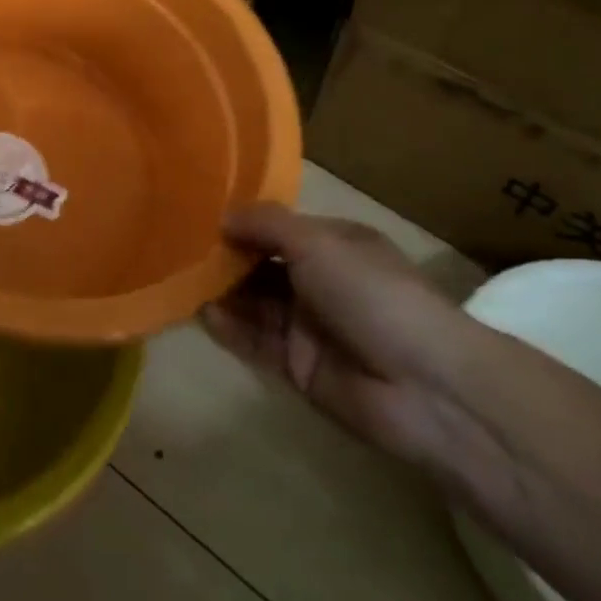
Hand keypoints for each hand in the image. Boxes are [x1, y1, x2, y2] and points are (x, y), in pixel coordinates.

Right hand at [201, 205, 505, 490]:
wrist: (425, 387)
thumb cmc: (373, 294)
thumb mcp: (318, 243)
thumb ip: (267, 225)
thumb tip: (223, 215)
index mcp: (333, 244)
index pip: (277, 228)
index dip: (241, 221)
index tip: (197, 213)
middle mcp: (320, 281)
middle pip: (261, 265)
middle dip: (224, 257)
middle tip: (176, 248)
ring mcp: (309, 326)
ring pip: (254, 303)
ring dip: (221, 293)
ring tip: (178, 279)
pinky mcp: (299, 367)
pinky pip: (256, 342)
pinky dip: (229, 329)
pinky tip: (201, 314)